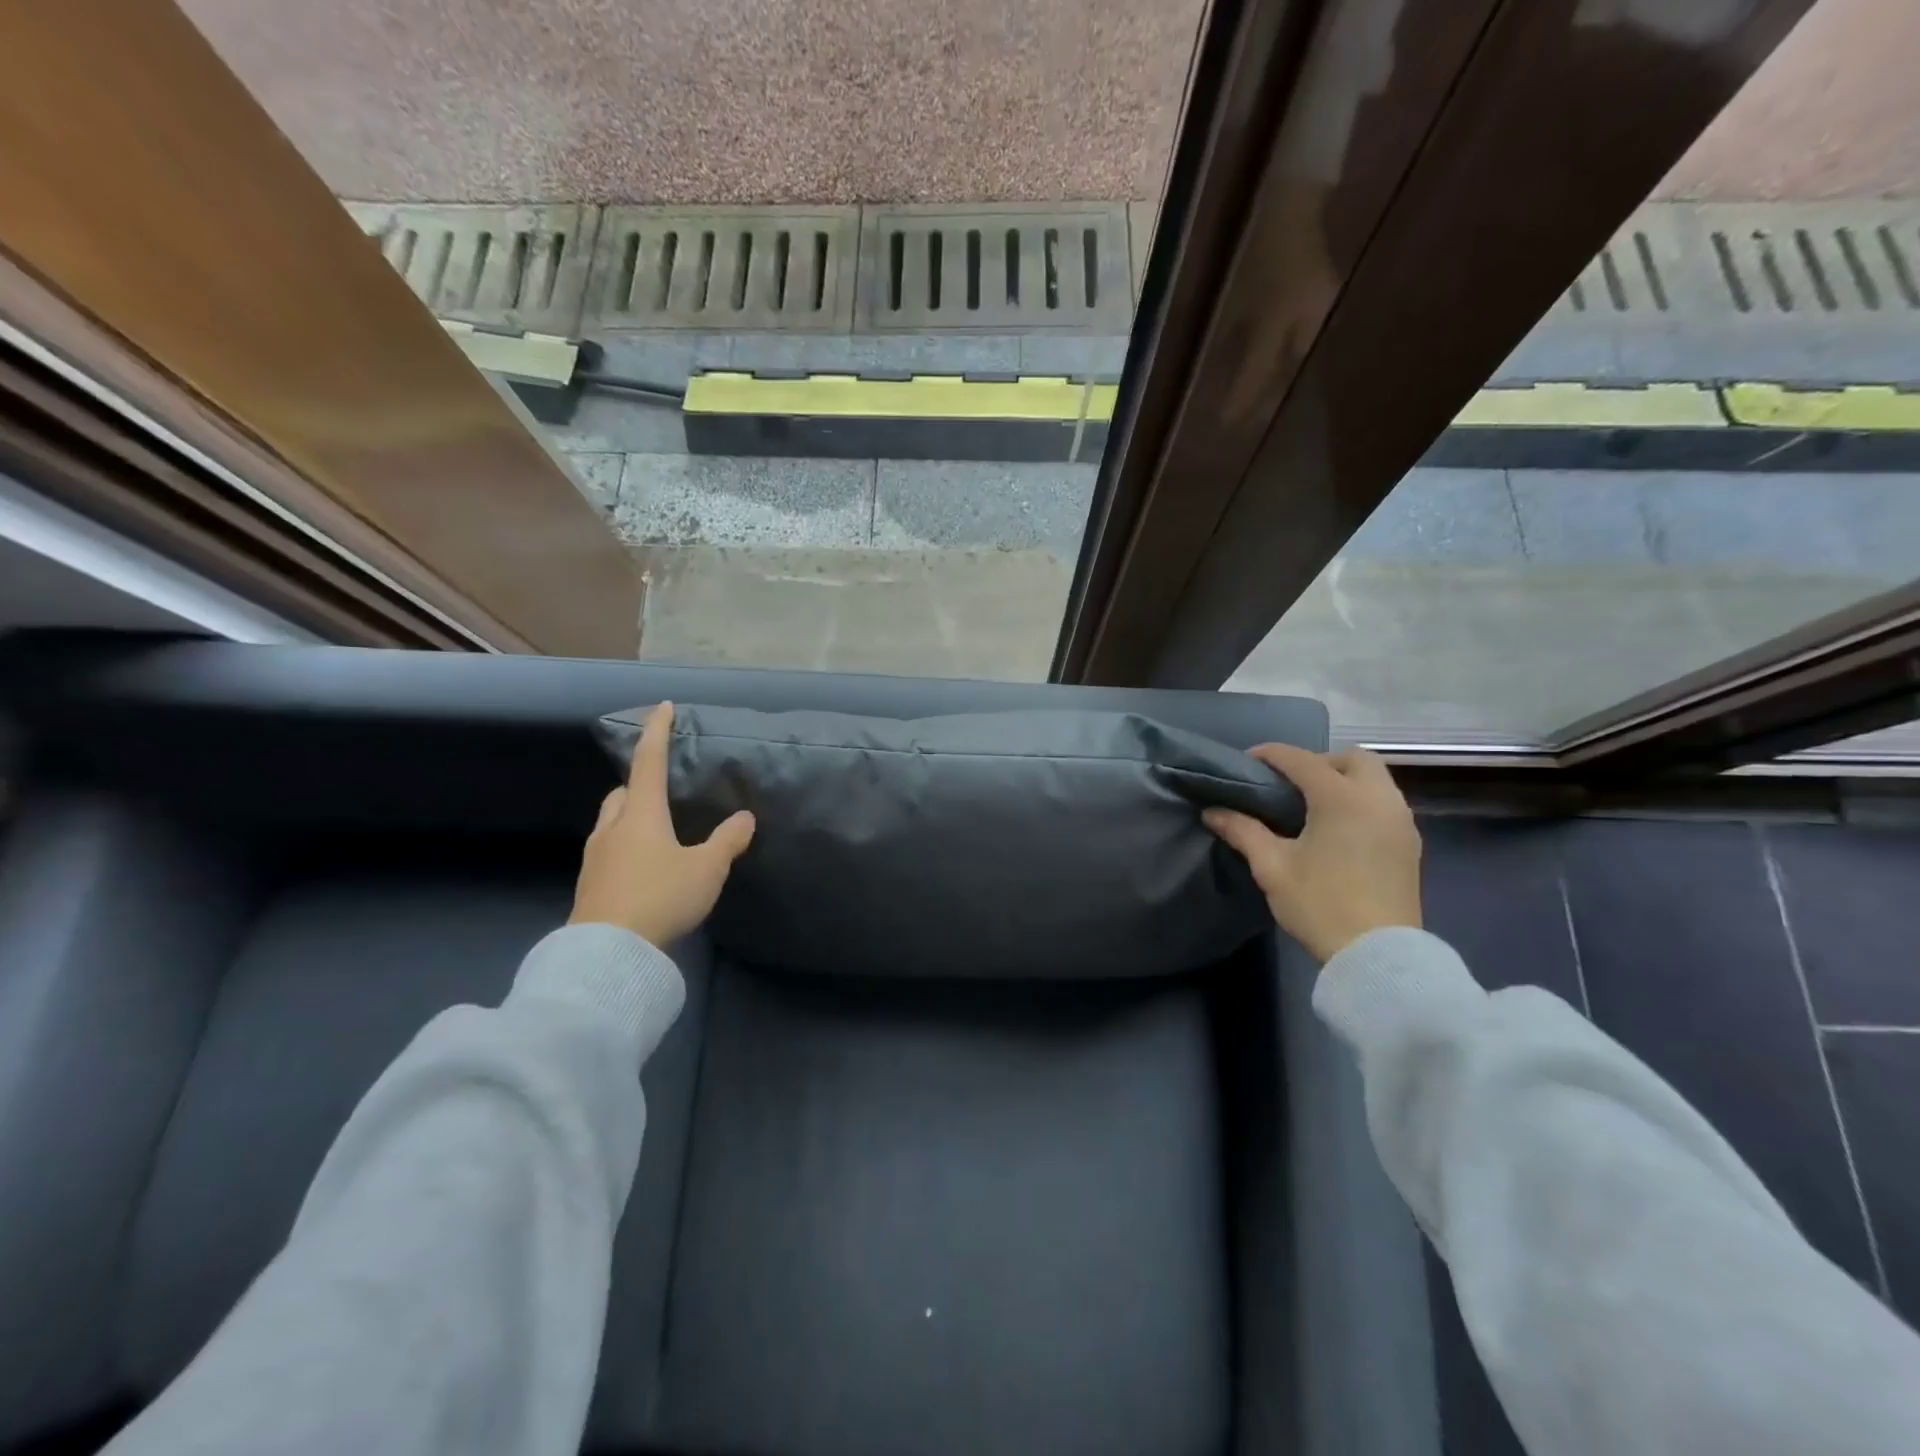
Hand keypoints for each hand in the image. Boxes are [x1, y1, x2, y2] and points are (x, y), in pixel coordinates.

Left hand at [569, 701, 754, 945]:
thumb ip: (727, 841)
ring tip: (656, 833)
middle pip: (621, 794)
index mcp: (641, 814)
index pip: (649, 761)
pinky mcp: (590, 887)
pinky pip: (608, 853)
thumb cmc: (660, 897)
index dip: (657, 732)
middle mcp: (613, 828)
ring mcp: (595, 858)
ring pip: (611, 823)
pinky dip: (624, 849)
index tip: (663, 707)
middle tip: (662, 791)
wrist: (608, 953)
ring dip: (629, 818)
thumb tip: (745, 817)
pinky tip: (643, 870)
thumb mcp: (706, 869)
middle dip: (638, 785)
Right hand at [1204, 744, 1421, 963]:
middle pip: (1352, 758)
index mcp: (1342, 798)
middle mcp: (1378, 799)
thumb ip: (1243, 831)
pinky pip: (1385, 802)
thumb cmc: (1320, 904)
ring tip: (1312, 806)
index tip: (1247, 762)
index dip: (1271, 755)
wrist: (1378, 956)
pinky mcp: (1410, 843)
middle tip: (1289, 785)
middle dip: (1319, 761)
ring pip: (1375, 778)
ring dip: (1343, 779)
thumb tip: (1213, 811)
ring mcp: (1400, 821)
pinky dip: (1361, 800)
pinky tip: (1338, 827)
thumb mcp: (1272, 867)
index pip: (1302, 760)